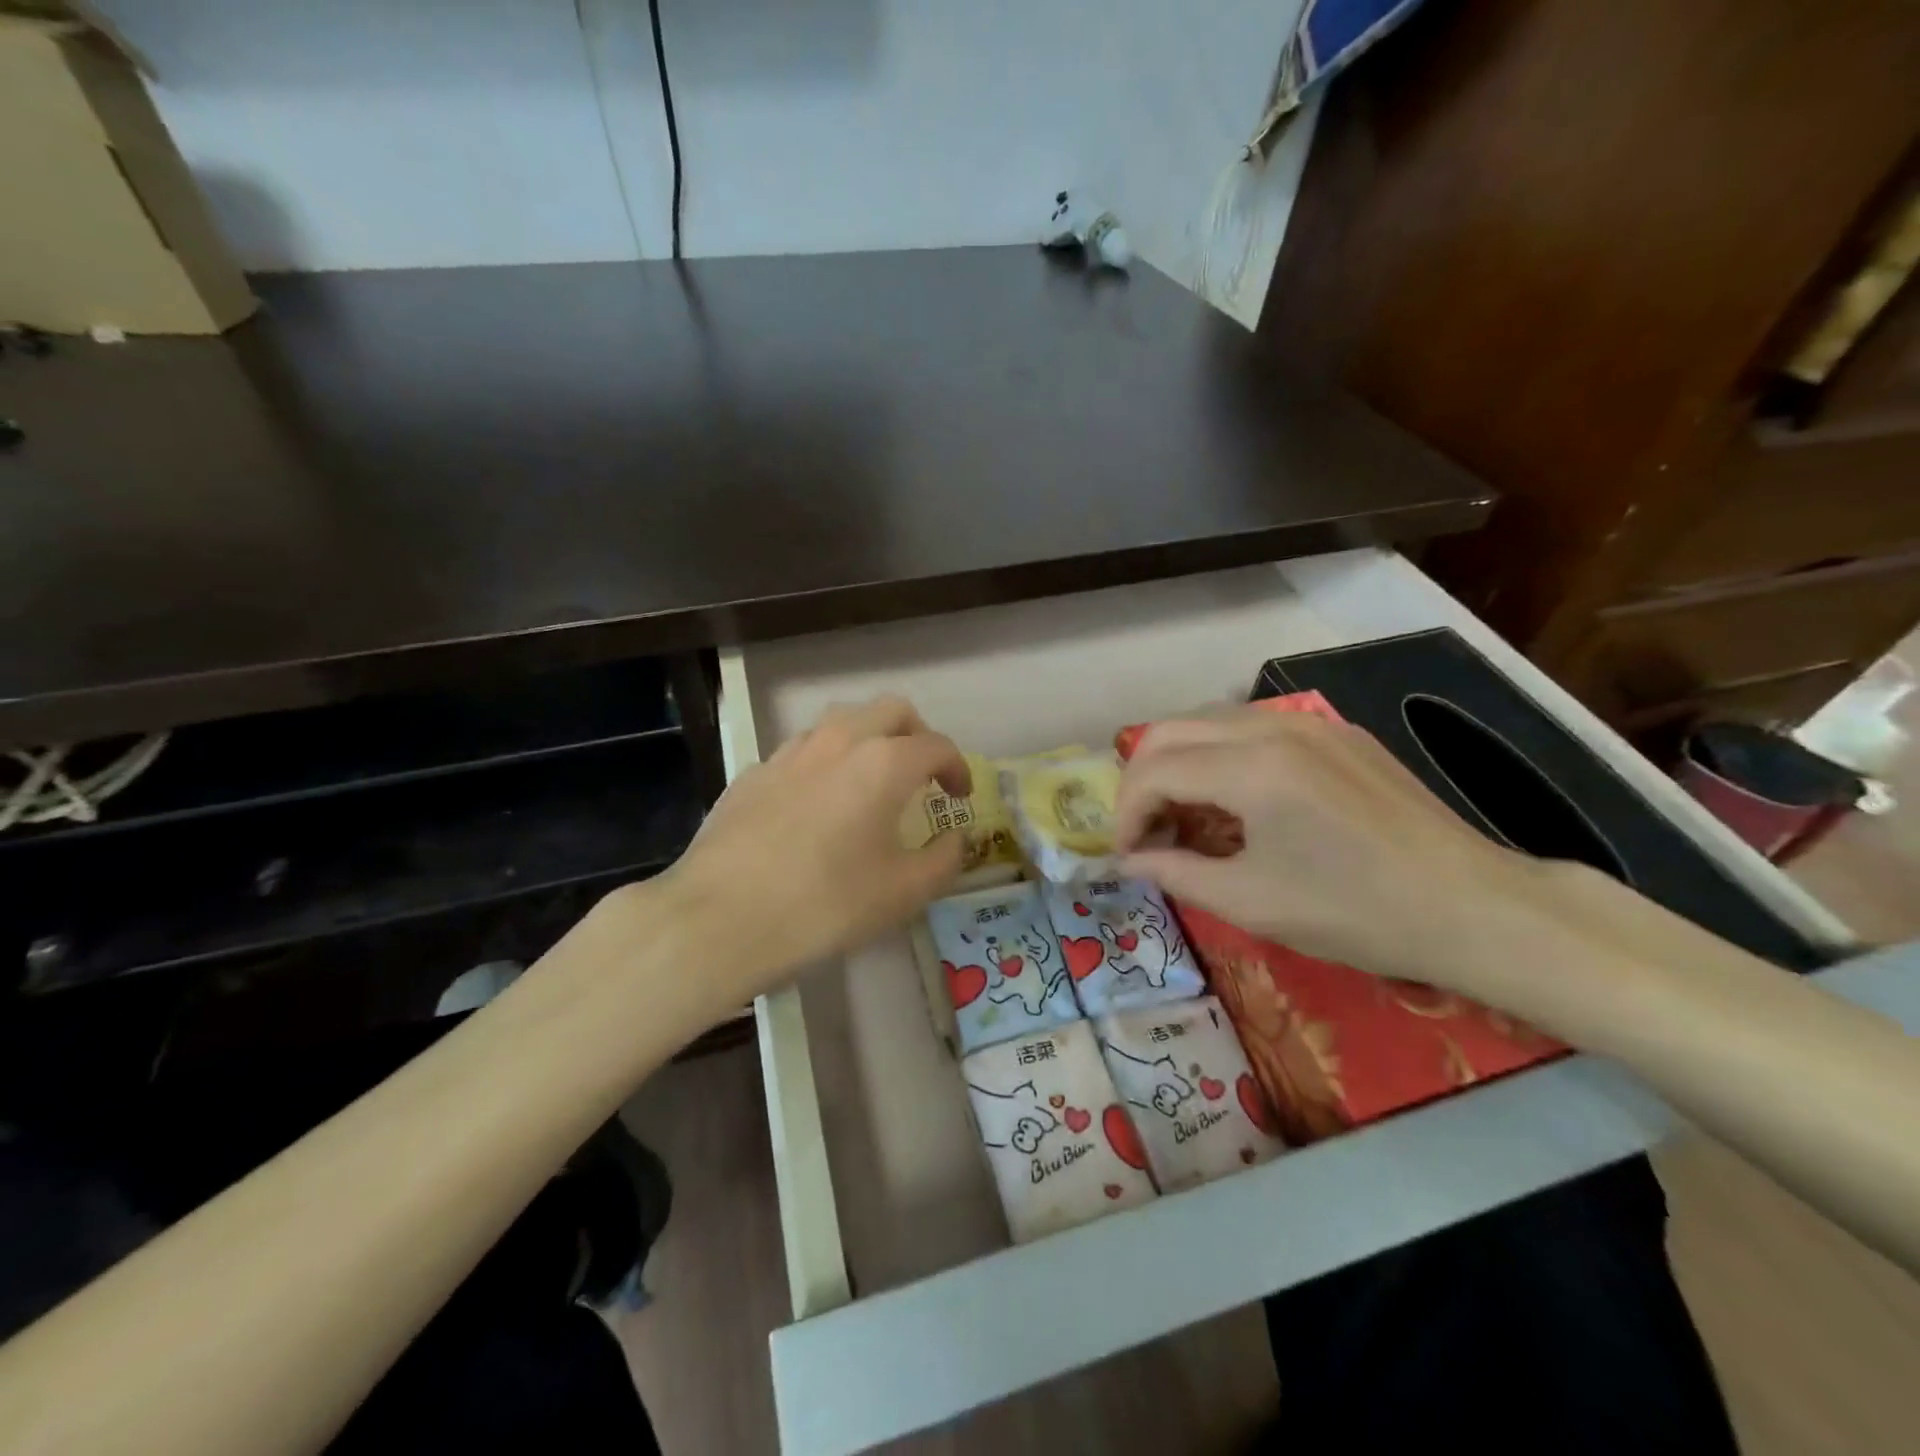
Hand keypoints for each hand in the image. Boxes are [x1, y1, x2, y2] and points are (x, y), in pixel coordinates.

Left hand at [655, 695, 969, 1003]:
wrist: (720, 918)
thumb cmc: (826, 904)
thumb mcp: (903, 893)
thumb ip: (944, 860)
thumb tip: (955, 838)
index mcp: (884, 763)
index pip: (936, 745)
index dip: (957, 767)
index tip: (960, 796)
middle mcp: (839, 742)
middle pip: (890, 711)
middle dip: (917, 734)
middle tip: (923, 773)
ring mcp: (790, 753)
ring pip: (841, 723)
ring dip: (868, 740)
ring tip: (869, 782)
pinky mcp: (753, 773)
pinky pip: (802, 752)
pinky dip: (825, 764)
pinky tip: (816, 806)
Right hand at [1114, 708, 1591, 992]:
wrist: (1473, 906)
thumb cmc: (1355, 912)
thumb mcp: (1251, 902)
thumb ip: (1175, 872)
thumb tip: (1129, 862)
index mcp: (1251, 767)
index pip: (1153, 770)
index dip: (1126, 814)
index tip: (1129, 856)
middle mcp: (1272, 727)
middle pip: (1170, 730)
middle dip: (1142, 781)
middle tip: (1146, 834)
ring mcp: (1308, 724)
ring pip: (1208, 723)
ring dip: (1180, 764)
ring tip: (1186, 819)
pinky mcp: (1335, 733)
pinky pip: (1252, 730)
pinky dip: (1221, 758)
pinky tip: (1237, 803)